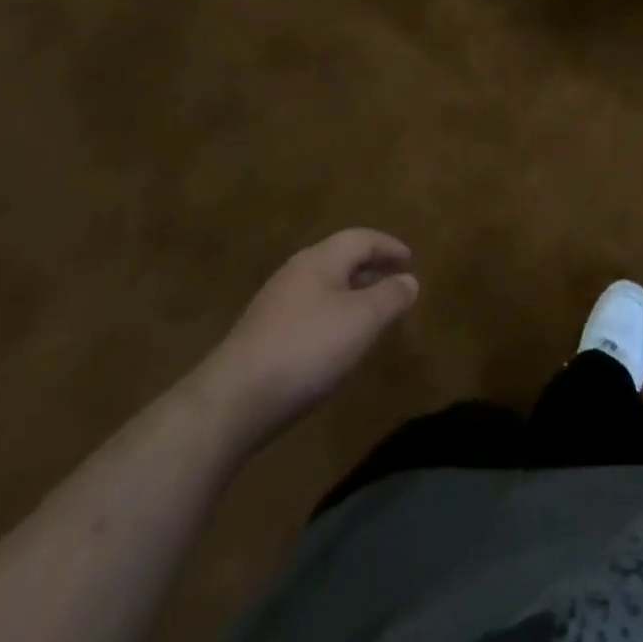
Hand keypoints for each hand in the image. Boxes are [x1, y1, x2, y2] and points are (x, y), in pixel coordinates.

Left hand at [193, 230, 419, 445]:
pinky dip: (332, 317)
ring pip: (323, 288)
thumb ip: (390, 297)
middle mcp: (295, 274)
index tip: (411, 260)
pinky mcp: (261, 337)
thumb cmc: (307, 349)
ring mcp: (273, 306)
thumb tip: (409, 280)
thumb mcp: (362, 320)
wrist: (231, 403)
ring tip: (372, 315)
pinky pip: (308, 313)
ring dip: (352, 295)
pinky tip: (337, 344)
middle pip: (339, 260)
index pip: (360, 239)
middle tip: (395, 284)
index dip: (389, 246)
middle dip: (370, 269)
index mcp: (319, 260)